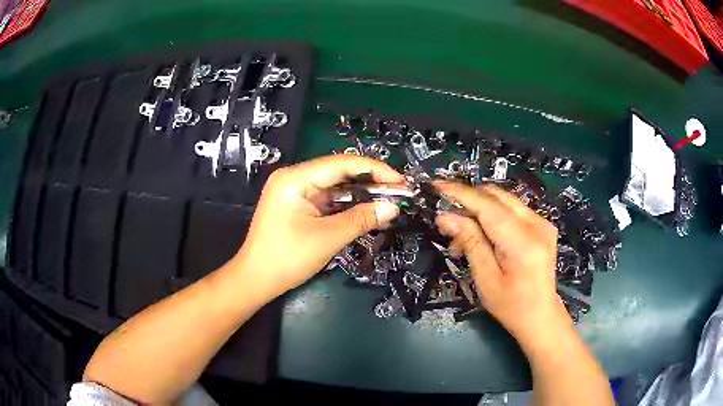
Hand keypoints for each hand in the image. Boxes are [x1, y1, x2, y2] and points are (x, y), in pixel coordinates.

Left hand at [231, 155, 402, 301]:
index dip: (375, 169)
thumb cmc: (286, 258)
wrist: (255, 280)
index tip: (401, 181)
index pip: (342, 163)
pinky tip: (367, 209)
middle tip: (399, 192)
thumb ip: (361, 219)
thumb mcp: (327, 238)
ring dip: (360, 194)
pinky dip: (347, 205)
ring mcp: (294, 191)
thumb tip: (394, 207)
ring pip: (334, 186)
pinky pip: (327, 199)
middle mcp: (294, 178)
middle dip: (370, 181)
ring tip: (389, 200)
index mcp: (295, 178)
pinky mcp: (297, 205)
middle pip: (339, 172)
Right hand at [434, 182, 569, 342]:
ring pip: (503, 199)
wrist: (540, 315)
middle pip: (497, 195)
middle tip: (446, 216)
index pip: (488, 206)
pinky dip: (492, 215)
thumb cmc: (510, 306)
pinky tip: (482, 234)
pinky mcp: (542, 224)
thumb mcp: (485, 279)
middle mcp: (537, 224)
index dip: (461, 193)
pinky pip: (511, 208)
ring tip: (462, 234)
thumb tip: (446, 217)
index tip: (436, 185)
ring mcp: (542, 222)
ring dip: (479, 208)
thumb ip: (470, 242)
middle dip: (468, 200)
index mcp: (523, 242)